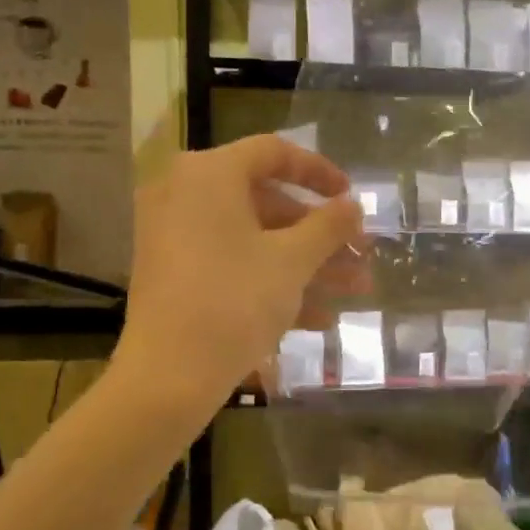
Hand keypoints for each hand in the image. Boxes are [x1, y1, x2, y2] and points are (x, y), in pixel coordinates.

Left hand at [116, 135, 365, 411]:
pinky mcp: (175, 275)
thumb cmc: (234, 302)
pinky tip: (319, 319)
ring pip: (254, 240)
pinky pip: (232, 265)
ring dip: (307, 264)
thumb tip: (353, 206)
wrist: (169, 377)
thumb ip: (328, 226)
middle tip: (361, 256)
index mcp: (209, 174)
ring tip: (355, 291)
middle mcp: (185, 195)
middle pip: (267, 203)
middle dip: (320, 235)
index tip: (351, 198)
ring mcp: (175, 237)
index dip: (320, 172)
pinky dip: (272, 283)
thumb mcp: (292, 261)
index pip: (273, 153)